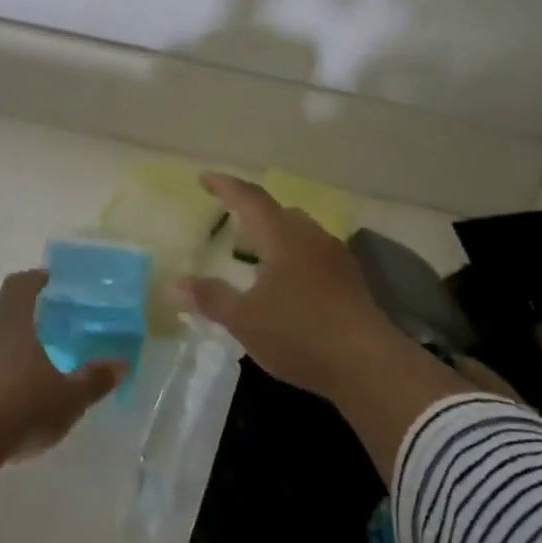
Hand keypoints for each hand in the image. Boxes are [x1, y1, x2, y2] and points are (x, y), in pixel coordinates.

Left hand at [0, 271, 122, 520]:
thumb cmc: (16, 407)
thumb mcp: (66, 399)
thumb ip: (92, 381)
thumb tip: (120, 363)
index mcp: (9, 322)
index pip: (20, 286)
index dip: (34, 281)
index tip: (46, 281)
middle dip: (10, 332)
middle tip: (29, 350)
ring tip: (4, 390)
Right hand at [174, 173, 403, 402]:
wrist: (369, 365)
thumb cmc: (299, 332)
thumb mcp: (245, 319)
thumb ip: (210, 297)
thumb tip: (172, 284)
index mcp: (282, 235)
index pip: (249, 198)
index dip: (225, 186)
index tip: (205, 177)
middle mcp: (310, 236)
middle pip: (278, 212)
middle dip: (253, 212)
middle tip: (231, 221)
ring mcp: (335, 257)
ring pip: (299, 233)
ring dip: (276, 235)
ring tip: (257, 254)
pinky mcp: (351, 281)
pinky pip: (314, 254)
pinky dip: (294, 257)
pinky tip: (288, 284)